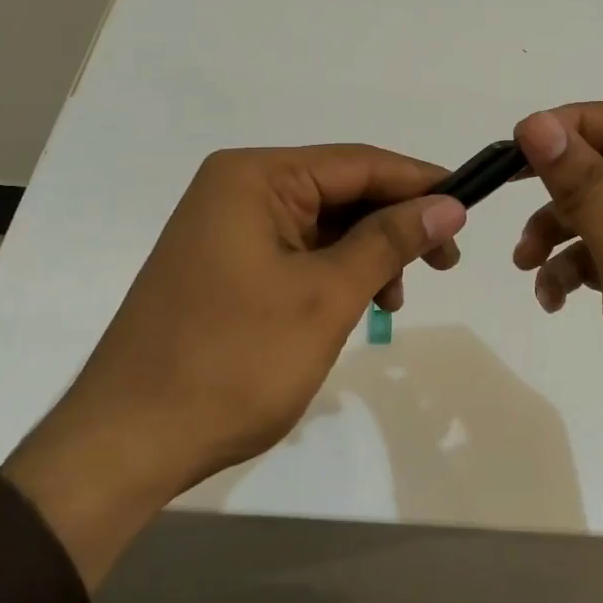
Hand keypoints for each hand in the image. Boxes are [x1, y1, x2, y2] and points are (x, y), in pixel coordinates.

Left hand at [7, 145, 465, 584]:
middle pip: (340, 192)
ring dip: (368, 255)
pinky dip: (335, 275)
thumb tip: (448, 204)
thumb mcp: (325, 296)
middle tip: (445, 264)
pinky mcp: (224, 268)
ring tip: (395, 302)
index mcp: (254, 177)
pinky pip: (296, 255)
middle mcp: (236, 190)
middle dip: (395, 226)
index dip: (420, 183)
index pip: (358, 163)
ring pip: (322, 226)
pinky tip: (359, 308)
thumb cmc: (233, 361)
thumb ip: (389, 241)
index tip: (472, 206)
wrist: (131, 440)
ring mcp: (225, 230)